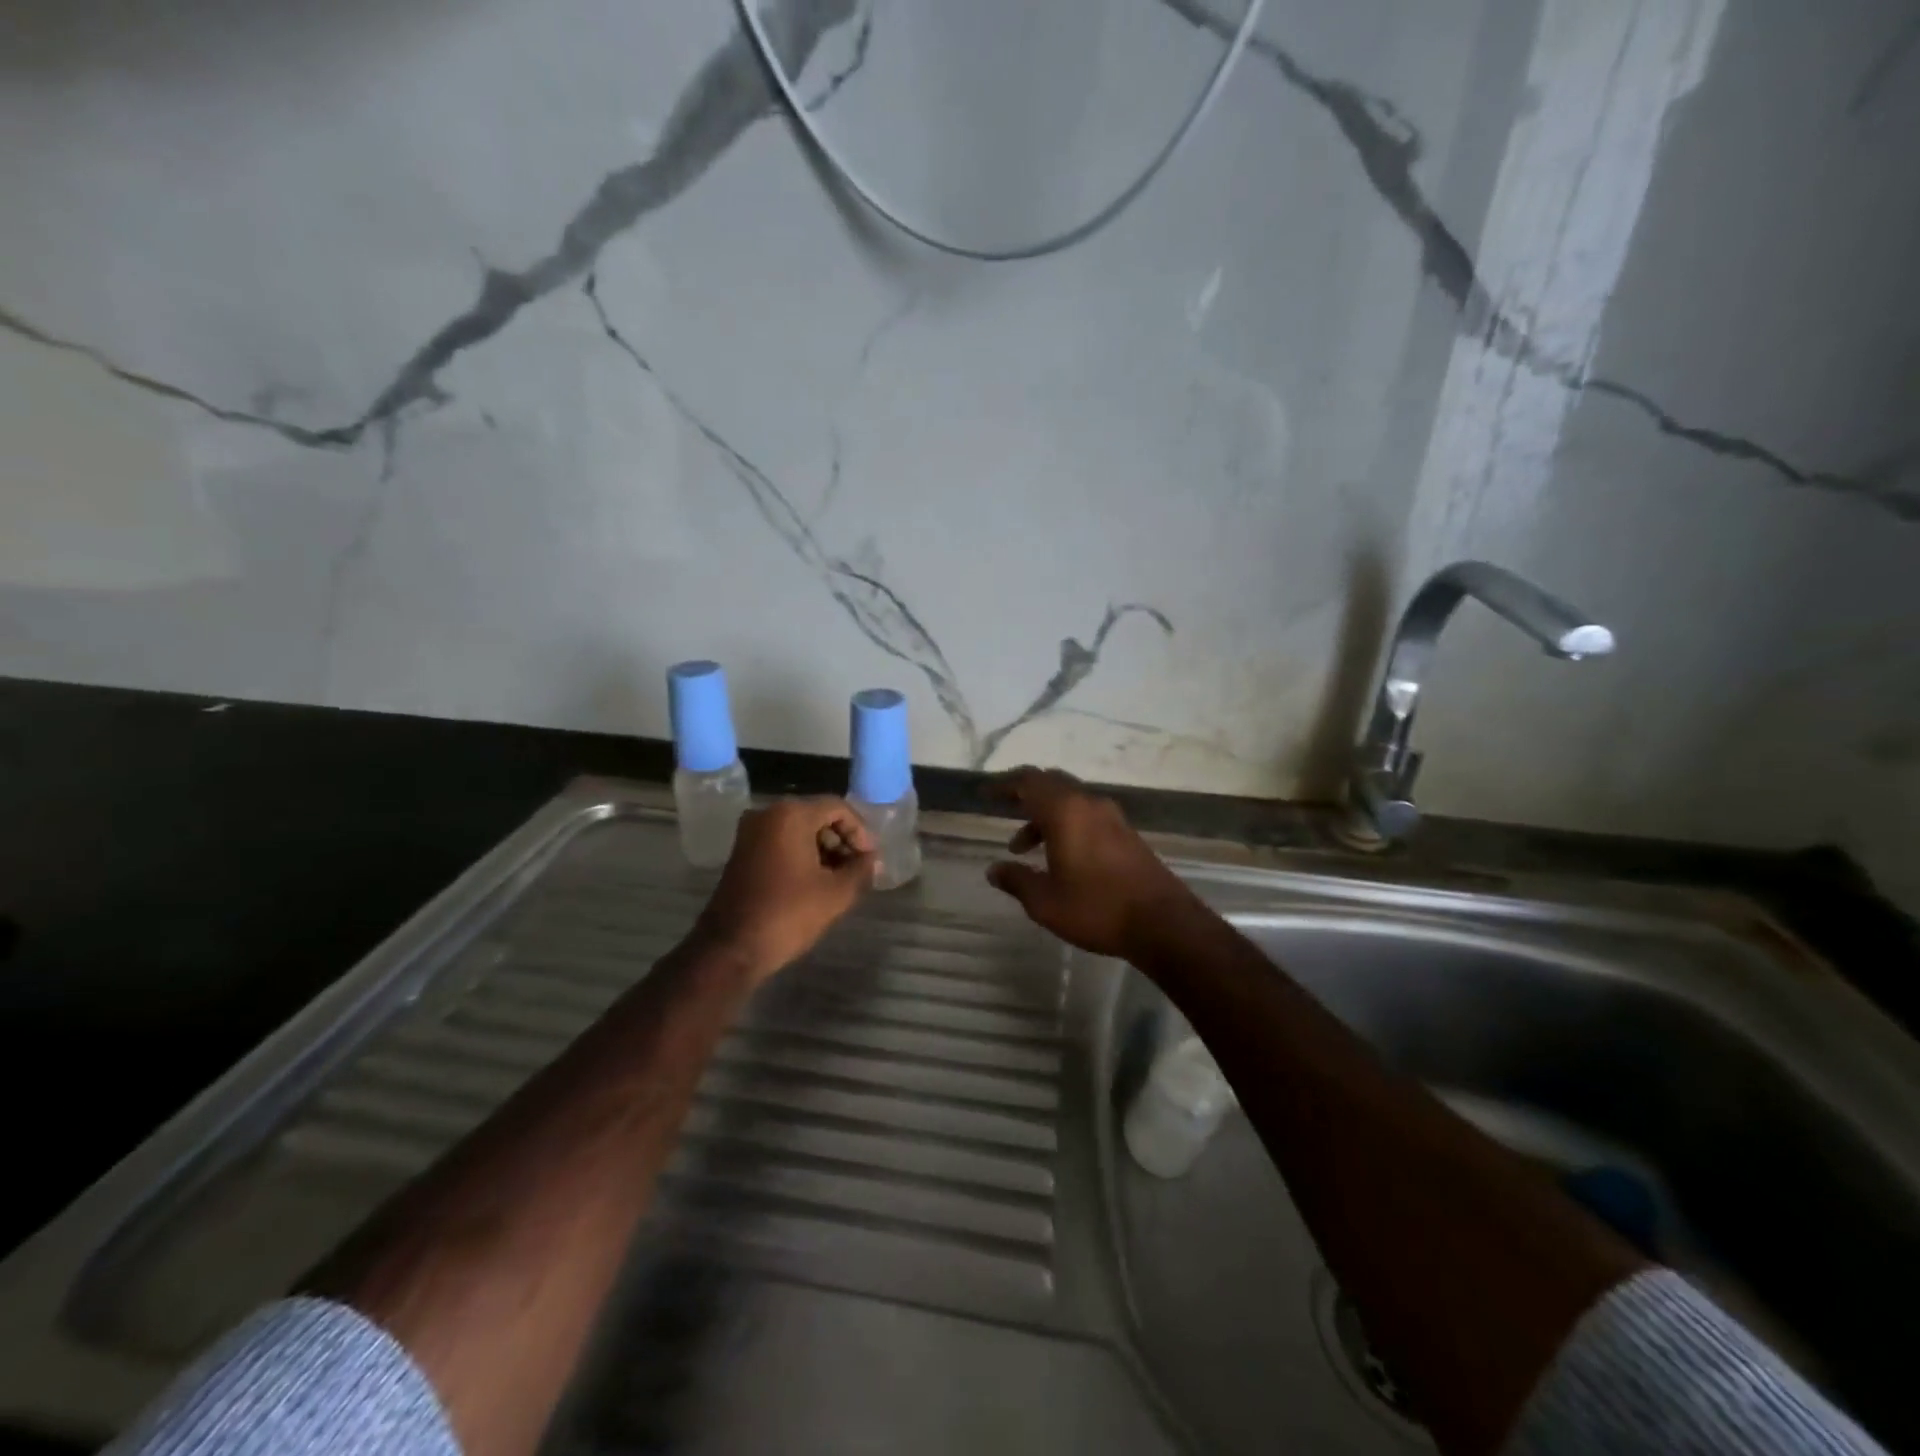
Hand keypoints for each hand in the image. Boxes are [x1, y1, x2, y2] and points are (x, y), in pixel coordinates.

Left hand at [695, 798, 875, 983]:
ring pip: (799, 830)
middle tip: (859, 869)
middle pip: (818, 816)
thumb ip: (861, 869)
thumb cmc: (787, 914)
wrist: (731, 948)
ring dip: (824, 850)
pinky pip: (782, 842)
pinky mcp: (743, 852)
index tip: (871, 859)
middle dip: (842, 841)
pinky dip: (803, 855)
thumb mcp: (836, 893)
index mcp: (790, 815)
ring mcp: (751, 832)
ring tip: (841, 879)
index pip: (838, 808)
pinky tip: (817, 882)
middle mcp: (767, 814)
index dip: (861, 831)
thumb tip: (872, 860)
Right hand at [985, 767, 1203, 959]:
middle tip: (1003, 809)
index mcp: (1066, 811)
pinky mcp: (1126, 834)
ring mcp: (1112, 817)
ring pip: (1069, 801)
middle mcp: (1089, 804)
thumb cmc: (1097, 908)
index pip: (1028, 781)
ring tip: (1023, 848)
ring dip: (1044, 815)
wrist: (1163, 923)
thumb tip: (993, 870)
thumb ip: (1016, 880)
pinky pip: (1086, 815)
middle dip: (1024, 795)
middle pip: (1050, 784)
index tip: (985, 793)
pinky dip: (1065, 825)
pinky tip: (1058, 857)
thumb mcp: (1046, 902)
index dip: (1003, 784)